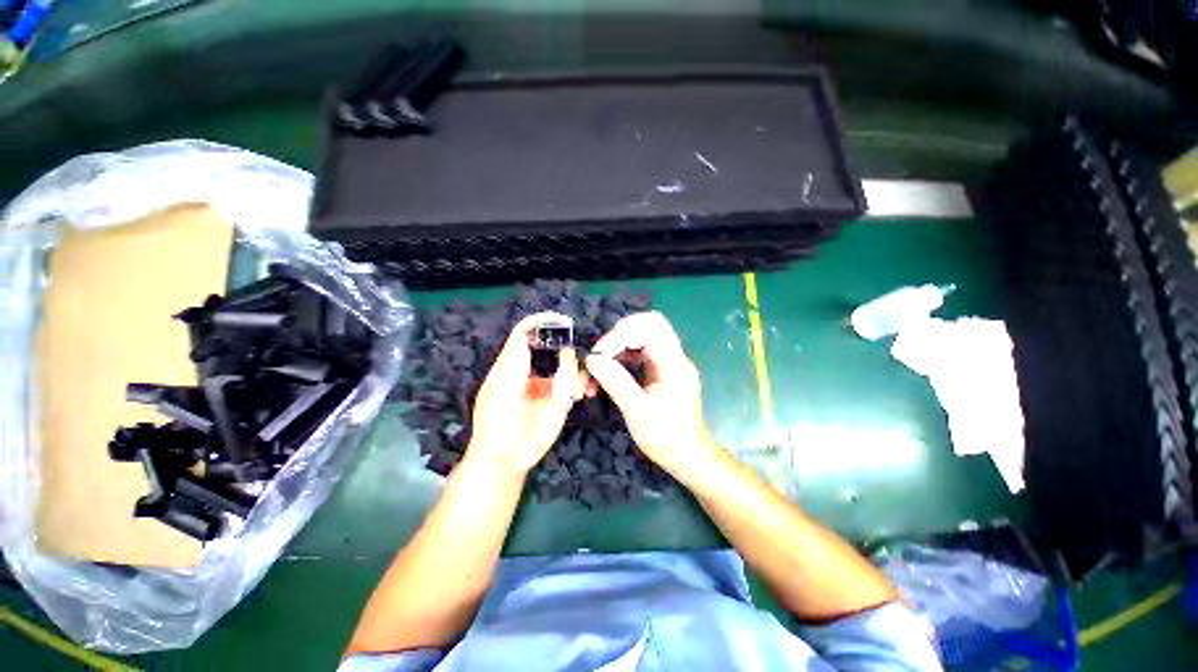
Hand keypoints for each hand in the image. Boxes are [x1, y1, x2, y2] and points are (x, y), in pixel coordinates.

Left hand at [467, 312, 585, 475]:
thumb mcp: (503, 398)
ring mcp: (547, 384)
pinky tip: (583, 393)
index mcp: (511, 366)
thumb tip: (546, 347)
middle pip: (553, 346)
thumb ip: (517, 369)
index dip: (542, 322)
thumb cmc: (496, 431)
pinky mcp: (560, 399)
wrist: (505, 462)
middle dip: (568, 352)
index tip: (564, 322)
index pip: (525, 333)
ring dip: (577, 371)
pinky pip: (576, 382)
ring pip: (569, 364)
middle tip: (575, 367)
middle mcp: (532, 370)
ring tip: (576, 391)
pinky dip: (584, 383)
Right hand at [584, 312, 717, 476]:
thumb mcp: (637, 412)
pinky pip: (642, 352)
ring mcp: (670, 362)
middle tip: (601, 352)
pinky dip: (624, 356)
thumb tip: (592, 359)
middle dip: (621, 333)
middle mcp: (675, 357)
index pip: (648, 329)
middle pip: (650, 324)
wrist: (689, 457)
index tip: (598, 356)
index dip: (619, 336)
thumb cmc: (666, 438)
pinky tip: (610, 372)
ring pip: (645, 336)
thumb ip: (615, 382)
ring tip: (601, 366)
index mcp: (673, 363)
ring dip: (620, 345)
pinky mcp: (663, 370)